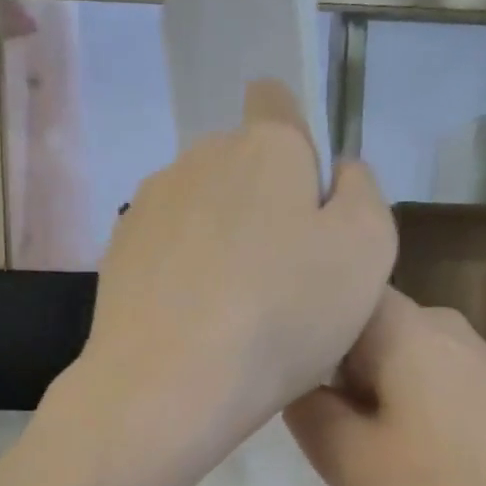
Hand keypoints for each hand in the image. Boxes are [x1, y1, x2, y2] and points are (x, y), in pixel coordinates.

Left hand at [48, 80, 394, 485]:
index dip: (295, 138)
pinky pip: (165, 246)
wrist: (168, 385)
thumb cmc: (282, 317)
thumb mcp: (366, 253)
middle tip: (282, 275)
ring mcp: (150, 205)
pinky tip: (193, 320)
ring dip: (220, 238)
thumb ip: (362, 194)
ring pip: (200, 207)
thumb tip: (339, 172)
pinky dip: (182, 270)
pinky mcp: (118, 252)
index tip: (303, 197)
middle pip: (240, 164)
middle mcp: (200, 157)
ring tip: (233, 307)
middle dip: (263, 202)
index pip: (276, 100)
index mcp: (266, 147)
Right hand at [285, 288, 485, 485]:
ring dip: (366, 397)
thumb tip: (295, 384)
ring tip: (363, 451)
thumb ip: (305, 413)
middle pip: (361, 328)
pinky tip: (412, 459)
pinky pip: (427, 383)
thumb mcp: (351, 461)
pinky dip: (403, 411)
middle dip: (330, 373)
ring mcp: (475, 355)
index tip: (275, 370)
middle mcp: (441, 323)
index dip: (297, 326)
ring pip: (393, 360)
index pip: (331, 292)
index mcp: (402, 325)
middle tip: (319, 429)